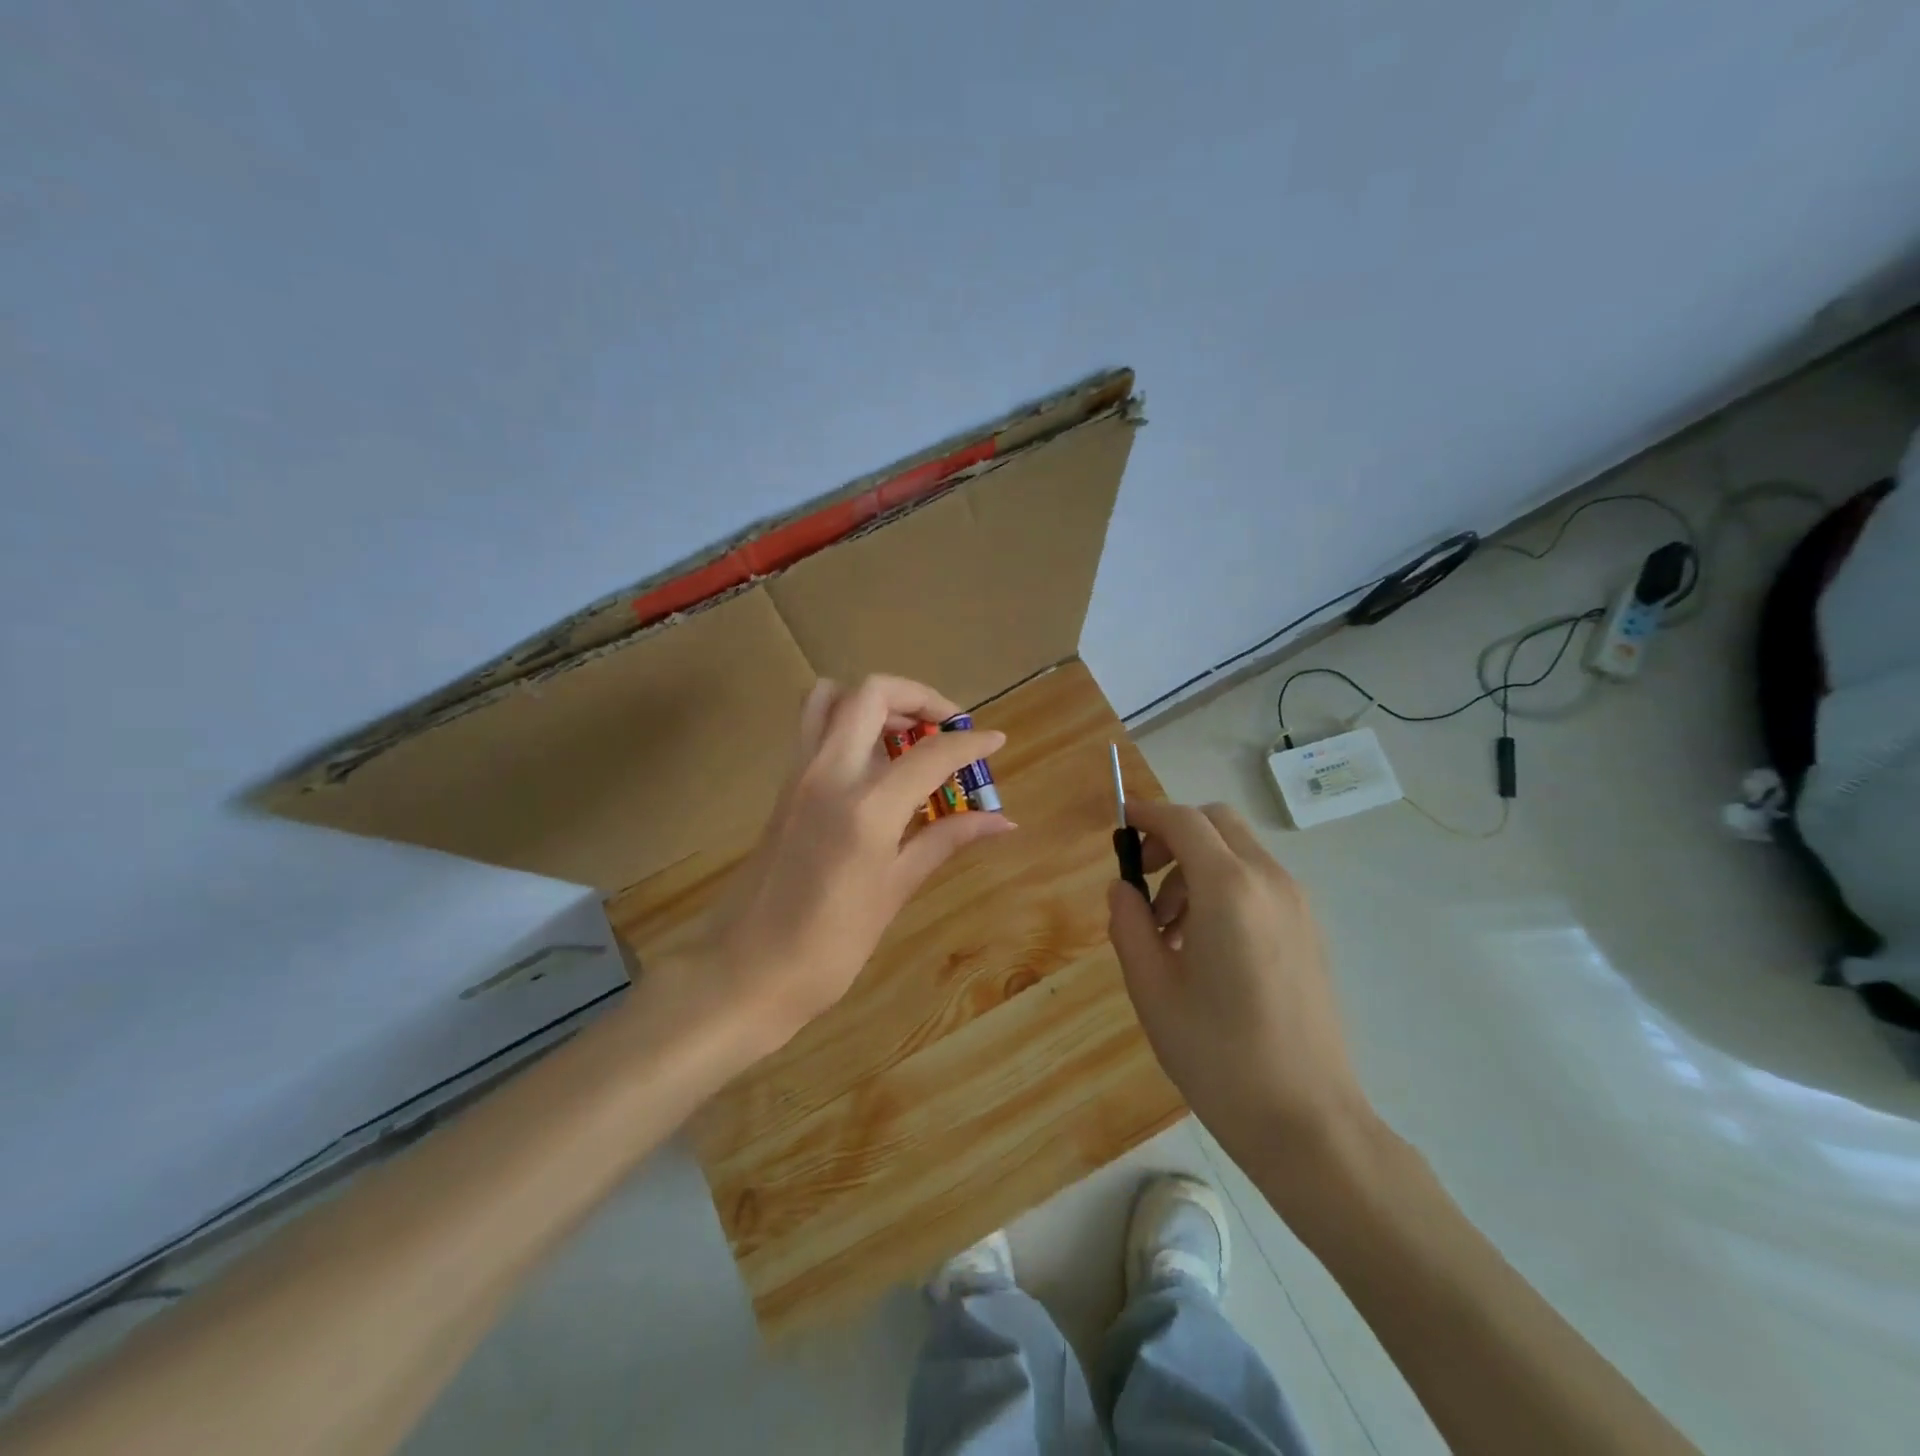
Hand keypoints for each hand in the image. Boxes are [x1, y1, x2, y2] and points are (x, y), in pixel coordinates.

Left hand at [658, 675, 1014, 1061]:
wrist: (744, 970)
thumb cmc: (828, 945)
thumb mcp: (894, 891)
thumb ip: (945, 841)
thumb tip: (1001, 821)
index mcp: (865, 807)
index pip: (930, 752)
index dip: (969, 742)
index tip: (995, 741)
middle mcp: (828, 773)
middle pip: (872, 693)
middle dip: (918, 697)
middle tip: (946, 728)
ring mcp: (799, 774)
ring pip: (832, 697)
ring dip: (876, 702)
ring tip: (907, 737)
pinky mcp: (783, 785)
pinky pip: (815, 728)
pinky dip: (850, 724)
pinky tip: (876, 767)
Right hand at [1106, 800, 1373, 1170]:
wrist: (1307, 1120)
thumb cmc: (1217, 1055)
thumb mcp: (1151, 989)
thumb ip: (1128, 924)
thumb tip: (1122, 888)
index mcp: (1229, 890)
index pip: (1183, 821)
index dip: (1146, 813)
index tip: (1118, 824)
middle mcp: (1270, 882)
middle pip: (1217, 823)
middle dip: (1173, 835)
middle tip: (1142, 880)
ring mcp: (1297, 905)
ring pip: (1238, 852)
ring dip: (1196, 866)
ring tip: (1169, 929)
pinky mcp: (1309, 930)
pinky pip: (1259, 882)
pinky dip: (1224, 887)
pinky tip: (1204, 945)